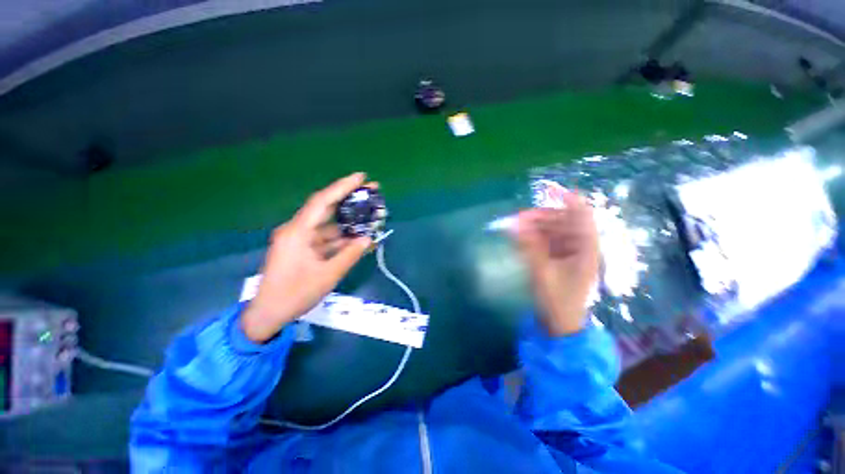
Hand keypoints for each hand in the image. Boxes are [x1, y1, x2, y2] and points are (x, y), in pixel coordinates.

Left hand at [241, 173, 374, 342]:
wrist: (268, 314)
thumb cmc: (295, 294)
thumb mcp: (328, 275)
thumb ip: (350, 255)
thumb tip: (368, 239)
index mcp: (298, 232)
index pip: (322, 201)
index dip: (342, 187)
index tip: (361, 177)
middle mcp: (297, 230)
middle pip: (326, 208)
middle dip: (349, 199)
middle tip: (371, 192)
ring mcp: (300, 240)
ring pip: (328, 225)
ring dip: (348, 222)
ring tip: (370, 217)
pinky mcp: (302, 249)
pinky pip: (325, 238)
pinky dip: (341, 238)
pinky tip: (358, 238)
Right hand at [514, 192, 599, 335]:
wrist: (561, 324)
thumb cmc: (558, 301)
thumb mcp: (542, 273)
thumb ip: (528, 247)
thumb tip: (514, 225)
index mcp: (586, 248)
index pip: (582, 216)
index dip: (568, 199)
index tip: (549, 189)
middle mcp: (580, 246)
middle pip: (562, 222)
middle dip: (540, 217)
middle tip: (517, 219)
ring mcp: (569, 252)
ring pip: (552, 231)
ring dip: (534, 227)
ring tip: (515, 228)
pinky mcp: (559, 258)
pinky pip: (546, 241)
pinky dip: (534, 237)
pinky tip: (521, 238)